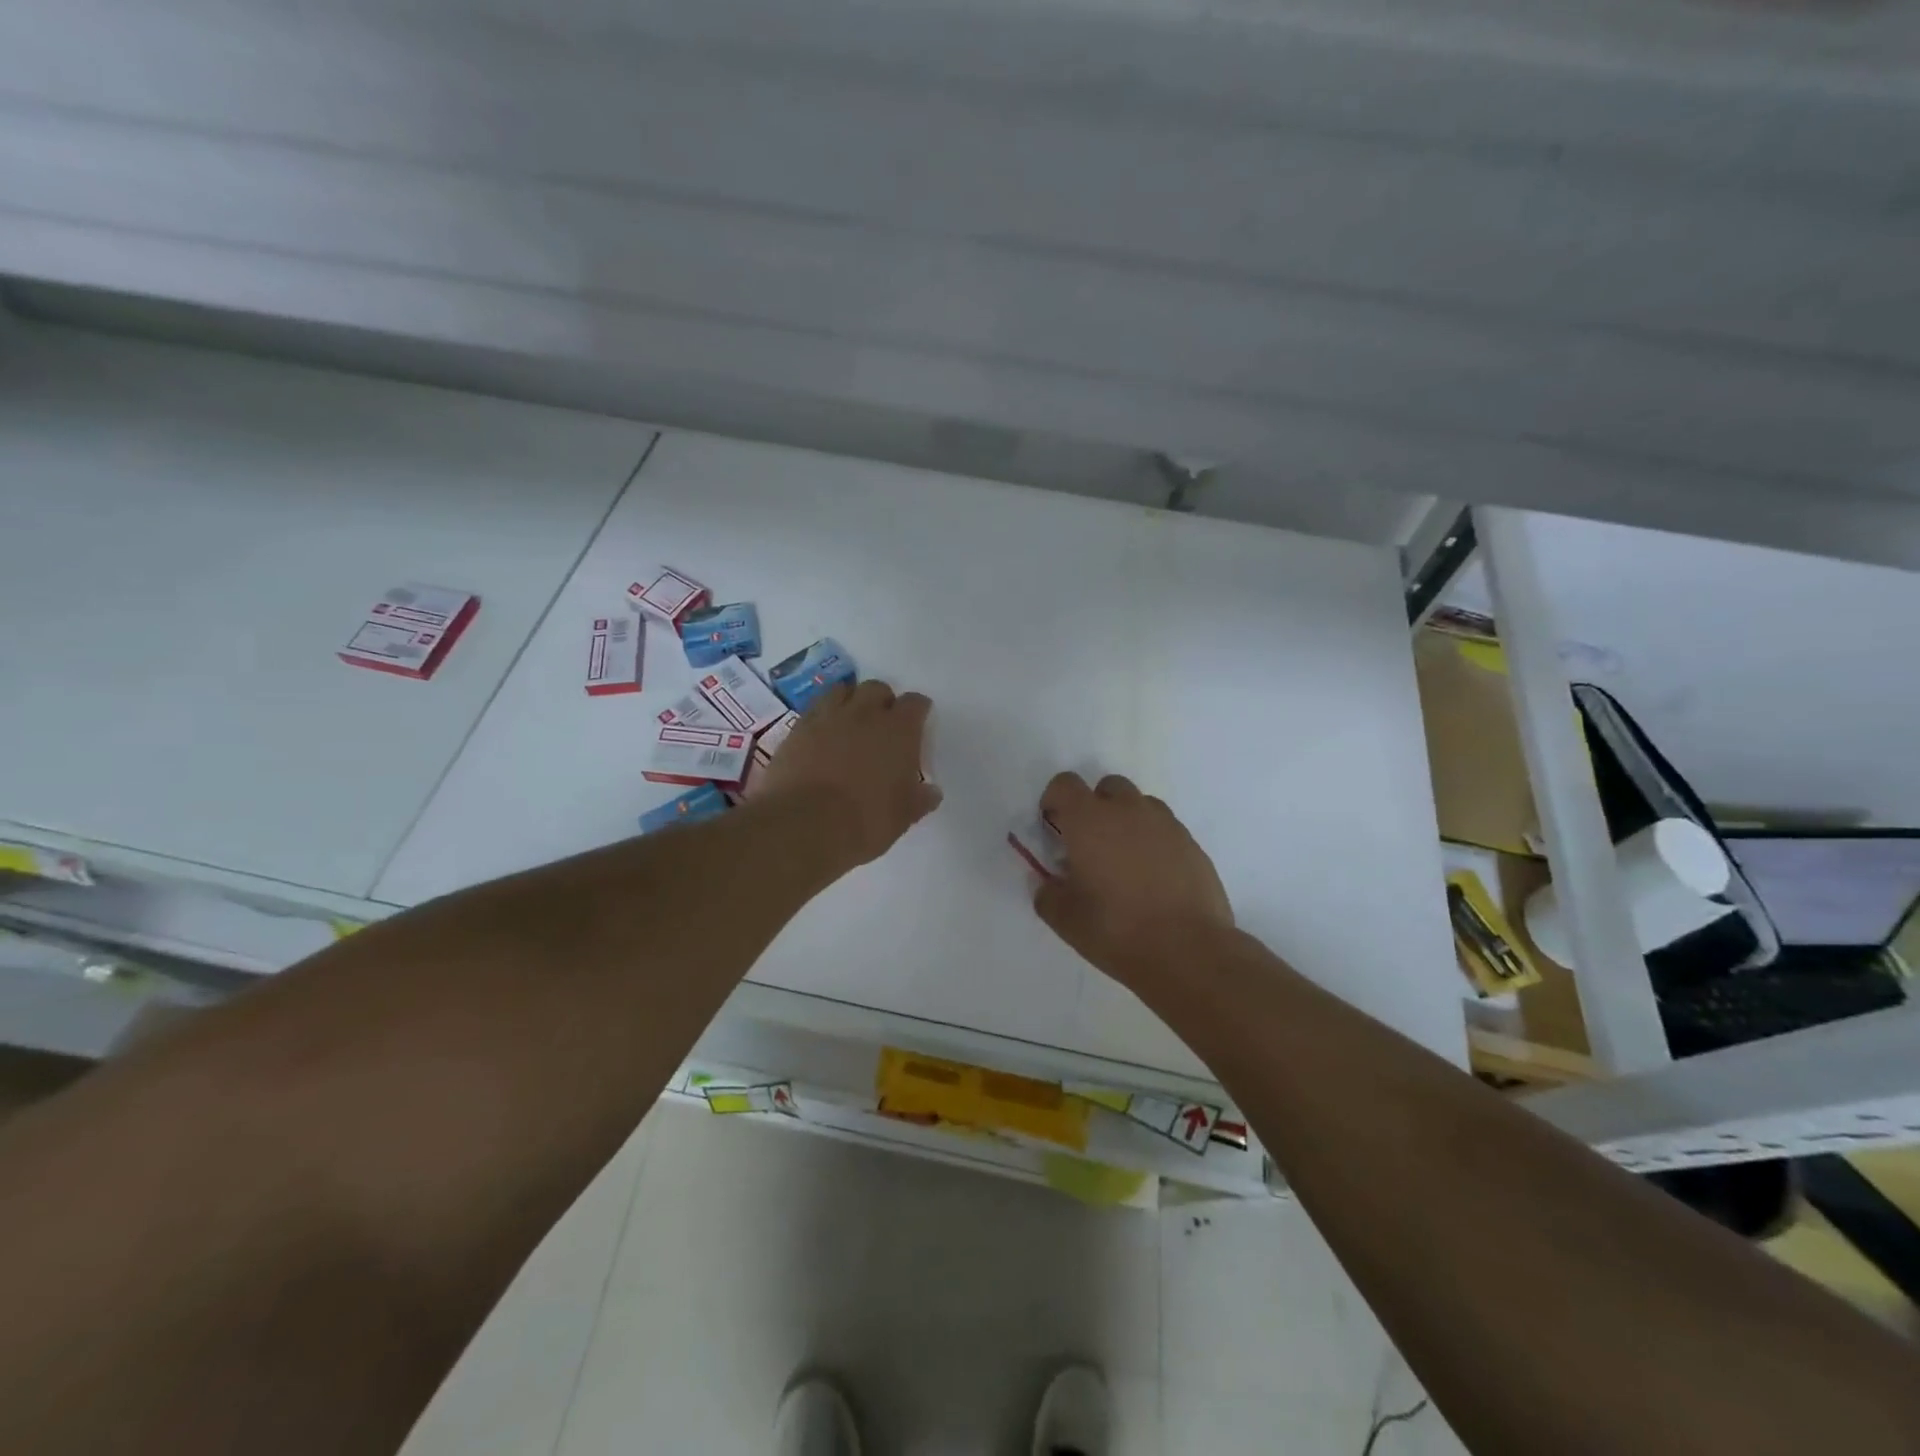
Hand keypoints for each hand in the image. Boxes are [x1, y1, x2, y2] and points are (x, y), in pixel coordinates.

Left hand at [759, 680, 942, 866]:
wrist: (804, 825)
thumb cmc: (865, 821)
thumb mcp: (903, 817)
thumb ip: (919, 799)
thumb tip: (931, 792)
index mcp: (899, 731)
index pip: (915, 704)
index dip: (917, 712)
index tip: (917, 725)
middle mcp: (864, 714)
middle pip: (877, 689)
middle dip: (882, 702)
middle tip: (882, 726)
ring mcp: (827, 717)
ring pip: (842, 691)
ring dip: (850, 702)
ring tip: (850, 724)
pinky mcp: (797, 729)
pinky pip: (814, 710)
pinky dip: (822, 717)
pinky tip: (822, 736)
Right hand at [1031, 772, 1232, 986]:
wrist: (1188, 951)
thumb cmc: (1116, 930)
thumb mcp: (1065, 919)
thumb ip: (1047, 893)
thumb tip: (1046, 883)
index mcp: (1089, 821)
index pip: (1065, 784)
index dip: (1054, 800)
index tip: (1053, 828)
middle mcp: (1128, 811)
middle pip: (1107, 787)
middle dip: (1095, 807)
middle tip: (1090, 845)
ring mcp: (1165, 824)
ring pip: (1140, 805)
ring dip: (1127, 821)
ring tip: (1124, 861)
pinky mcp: (1192, 844)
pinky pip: (1165, 829)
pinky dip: (1154, 842)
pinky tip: (1153, 878)